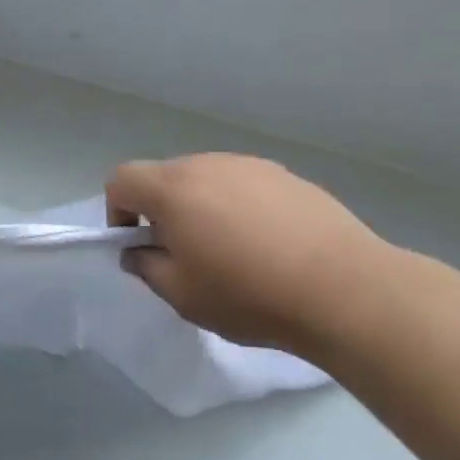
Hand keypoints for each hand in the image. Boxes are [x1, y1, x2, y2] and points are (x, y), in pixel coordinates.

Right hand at [106, 154, 412, 363]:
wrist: (341, 287)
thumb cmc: (248, 295)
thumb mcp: (183, 295)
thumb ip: (147, 267)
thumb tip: (139, 250)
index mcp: (174, 188)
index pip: (122, 179)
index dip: (117, 210)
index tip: (137, 243)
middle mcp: (209, 164)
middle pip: (167, 177)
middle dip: (163, 210)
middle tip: (184, 254)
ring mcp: (252, 165)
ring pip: (208, 180)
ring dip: (203, 208)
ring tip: (232, 252)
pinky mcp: (287, 176)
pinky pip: (246, 186)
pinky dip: (241, 207)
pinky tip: (269, 245)